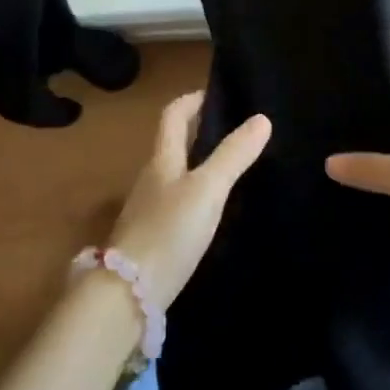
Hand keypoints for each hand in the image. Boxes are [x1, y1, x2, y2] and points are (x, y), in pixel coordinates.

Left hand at [104, 92, 271, 310]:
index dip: (193, 99)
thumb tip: (261, 118)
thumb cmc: (169, 231)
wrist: (128, 295)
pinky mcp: (152, 239)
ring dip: (198, 164)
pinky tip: (213, 212)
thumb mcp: (207, 189)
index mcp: (162, 159)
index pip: (173, 114)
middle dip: (200, 131)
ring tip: (232, 169)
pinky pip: (176, 203)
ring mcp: (149, 209)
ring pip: (175, 174)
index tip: (218, 94)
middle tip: (236, 131)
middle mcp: (152, 178)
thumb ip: (233, 155)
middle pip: (173, 143)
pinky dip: (195, 195)